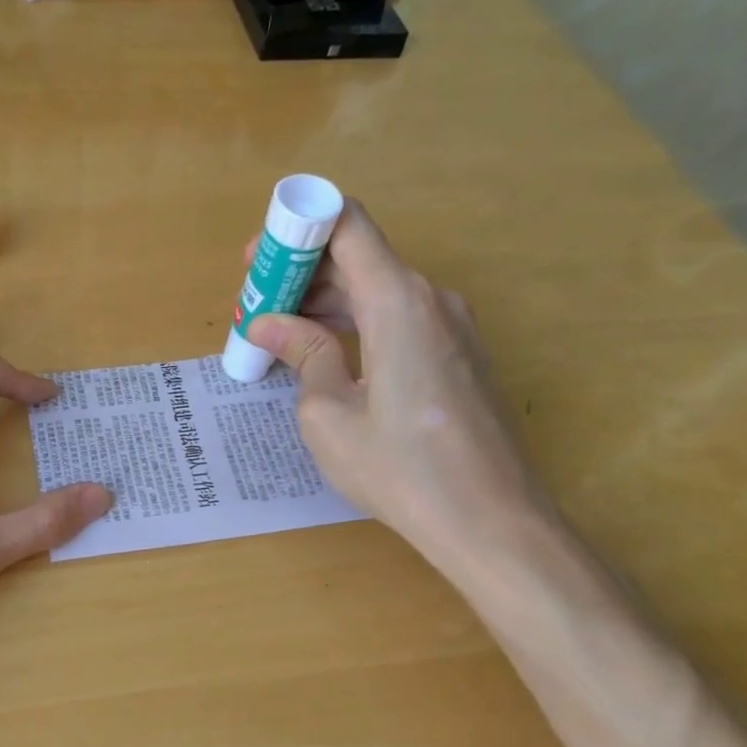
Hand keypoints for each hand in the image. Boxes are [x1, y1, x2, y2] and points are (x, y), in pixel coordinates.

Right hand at [245, 201, 558, 577]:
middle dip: (301, 273)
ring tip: (278, 336)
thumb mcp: (328, 413)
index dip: (296, 229)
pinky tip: (324, 357)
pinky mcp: (460, 356)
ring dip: (326, 303)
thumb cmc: (399, 467)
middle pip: (359, 258)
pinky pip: (399, 320)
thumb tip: (271, 324)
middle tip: (254, 308)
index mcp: (398, 300)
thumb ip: (303, 353)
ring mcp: (452, 327)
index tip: (257, 261)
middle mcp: (431, 299)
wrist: (491, 522)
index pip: (347, 224)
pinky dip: (356, 325)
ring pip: (378, 290)